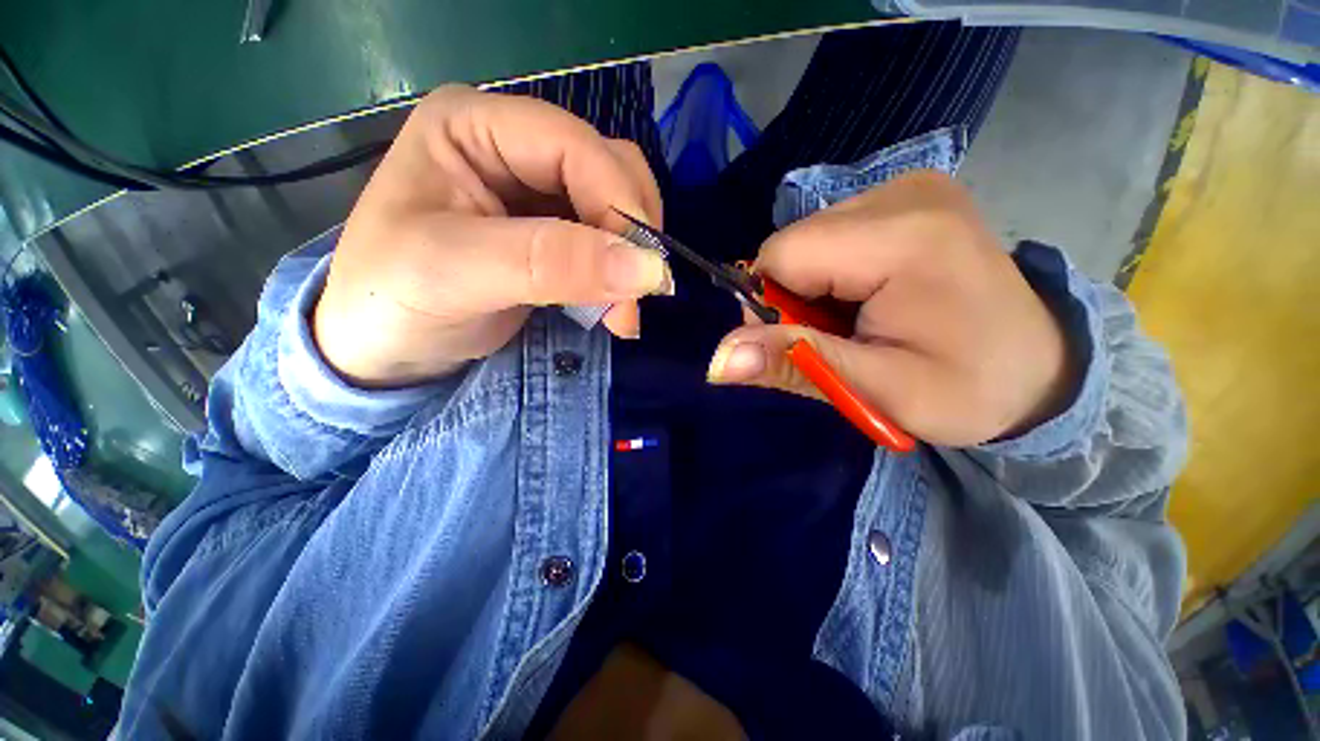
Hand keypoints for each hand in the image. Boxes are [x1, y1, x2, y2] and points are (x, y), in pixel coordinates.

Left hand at [313, 86, 669, 387]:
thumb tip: (647, 268)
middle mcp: (514, 147)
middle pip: (609, 171)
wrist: (385, 349)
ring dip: (632, 259)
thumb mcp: (458, 274)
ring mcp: (537, 192)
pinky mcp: (554, 234)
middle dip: (631, 237)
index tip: (641, 273)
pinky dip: (622, 274)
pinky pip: (609, 242)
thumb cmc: (392, 301)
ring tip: (622, 312)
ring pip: (618, 207)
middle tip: (634, 300)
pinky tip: (614, 307)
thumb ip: (552, 264)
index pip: (575, 146)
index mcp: (474, 126)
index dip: (618, 205)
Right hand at [706, 172, 1076, 446]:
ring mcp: (908, 187)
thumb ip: (795, 364)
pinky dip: (833, 274)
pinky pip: (832, 236)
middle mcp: (902, 191)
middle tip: (837, 337)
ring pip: (808, 241)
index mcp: (902, 237)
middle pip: (794, 245)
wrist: (1042, 368)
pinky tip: (869, 297)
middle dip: (794, 299)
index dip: (770, 305)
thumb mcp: (878, 391)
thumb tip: (717, 362)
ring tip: (858, 320)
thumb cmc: (971, 388)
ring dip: (813, 288)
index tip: (801, 342)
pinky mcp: (908, 197)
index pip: (782, 255)